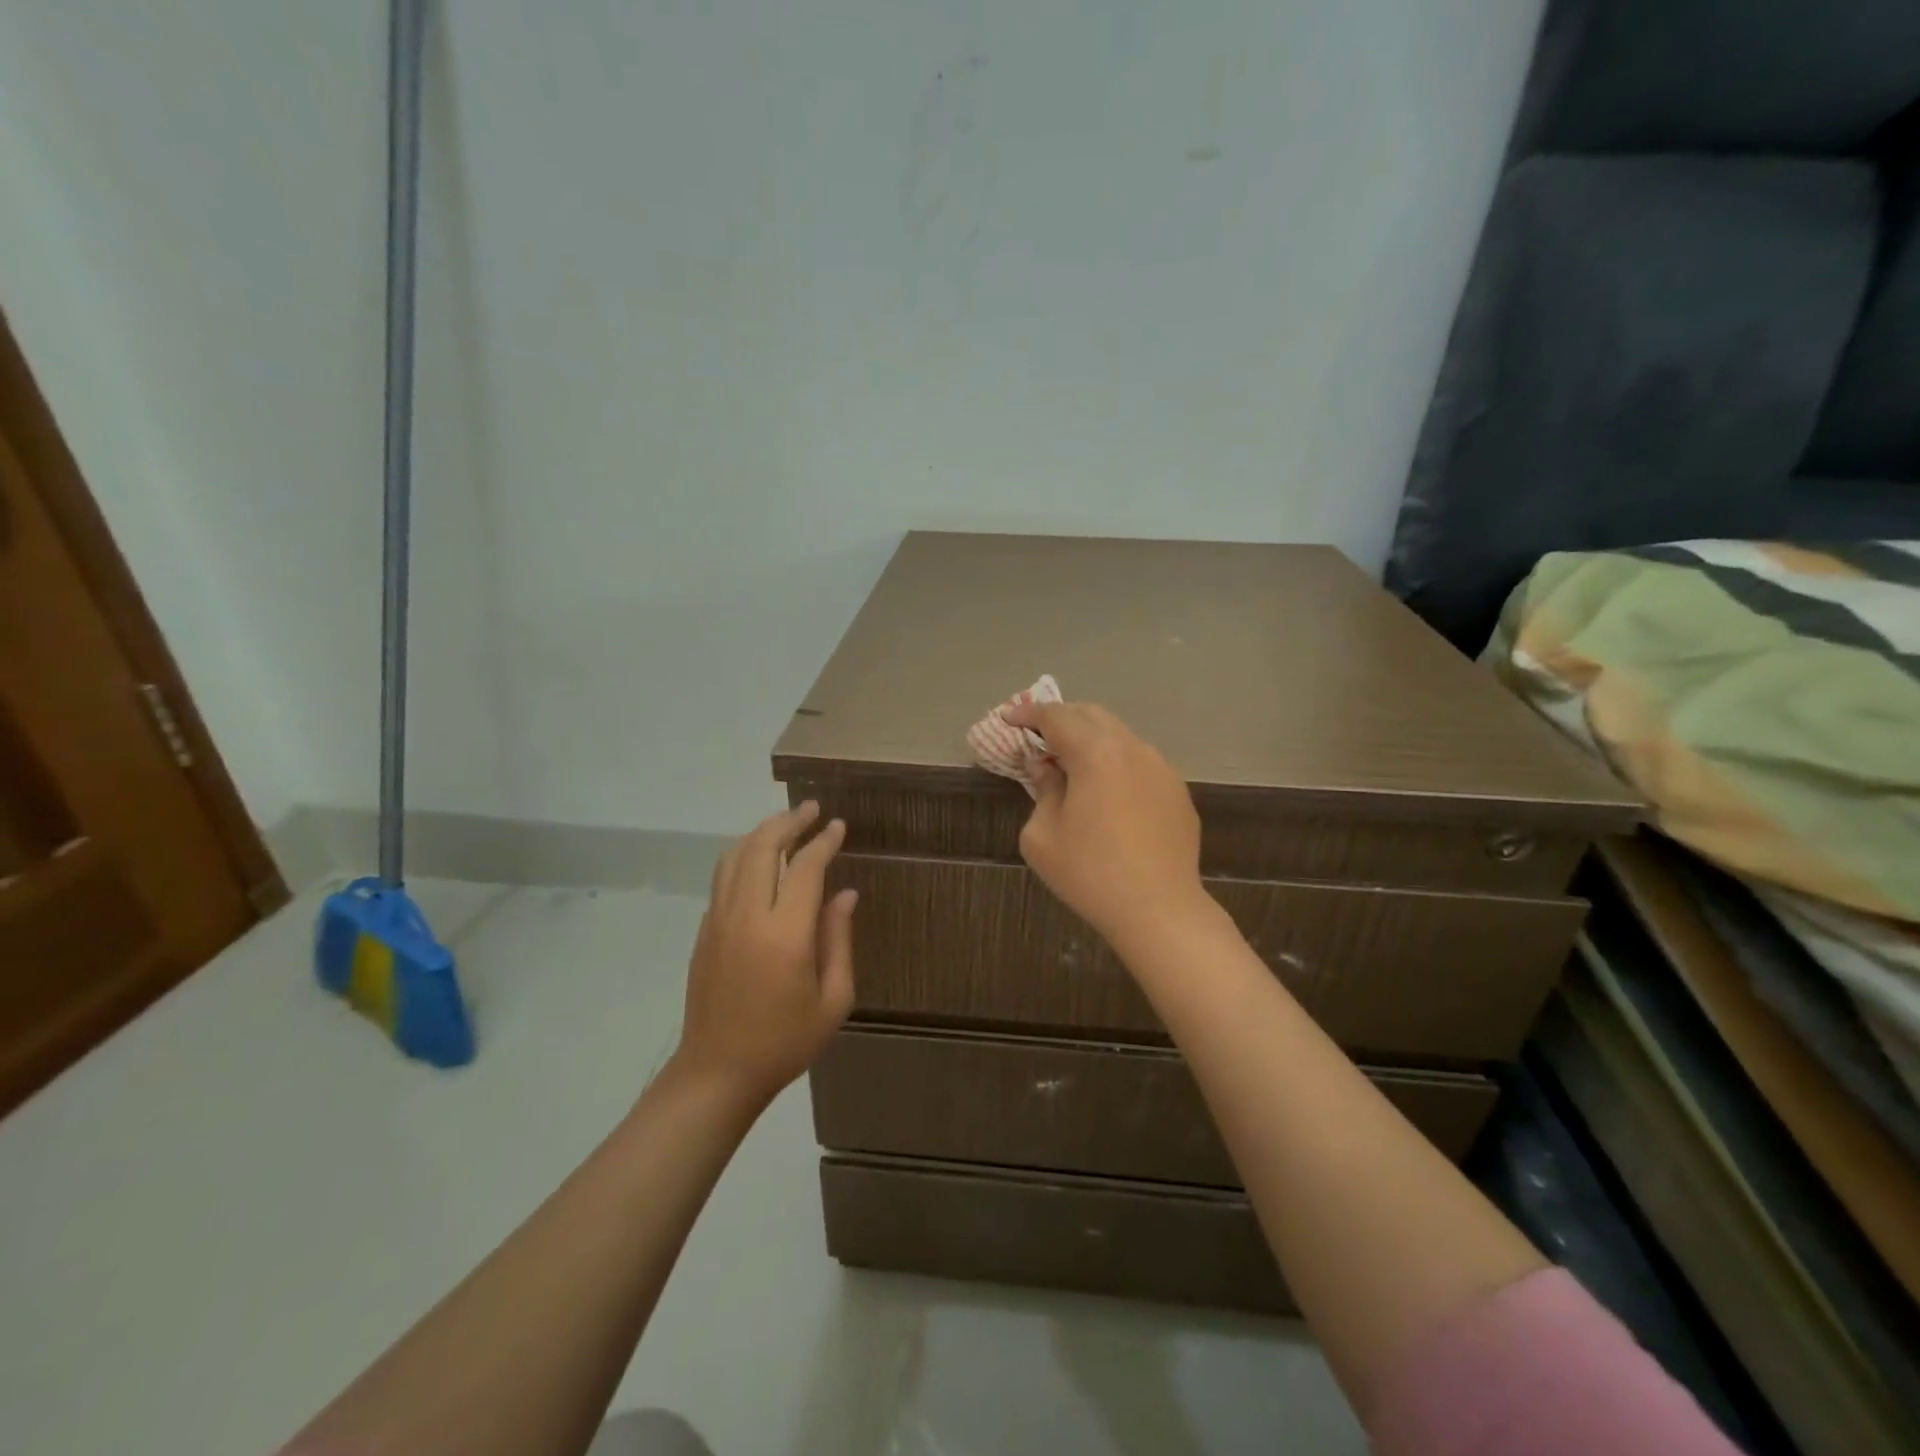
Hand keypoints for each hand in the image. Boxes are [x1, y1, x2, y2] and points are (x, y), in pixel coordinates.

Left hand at [673, 802, 857, 1105]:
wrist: (717, 1073)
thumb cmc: (784, 1041)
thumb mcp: (833, 999)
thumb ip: (839, 939)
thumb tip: (845, 895)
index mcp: (784, 934)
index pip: (805, 867)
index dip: (823, 841)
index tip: (838, 826)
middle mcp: (747, 916)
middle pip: (763, 847)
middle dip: (789, 821)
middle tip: (812, 808)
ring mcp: (719, 920)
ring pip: (736, 855)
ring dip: (762, 832)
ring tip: (787, 823)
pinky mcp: (705, 930)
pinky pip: (723, 876)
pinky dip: (743, 854)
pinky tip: (759, 857)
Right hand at [1004, 700, 1208, 949]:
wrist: (1159, 910)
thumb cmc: (1090, 873)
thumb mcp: (1043, 836)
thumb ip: (1042, 790)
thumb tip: (1046, 769)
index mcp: (1095, 753)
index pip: (1056, 717)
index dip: (1028, 714)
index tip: (1009, 718)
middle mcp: (1132, 748)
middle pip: (1091, 715)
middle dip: (1061, 719)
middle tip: (1037, 736)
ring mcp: (1161, 768)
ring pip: (1119, 736)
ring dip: (1091, 739)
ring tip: (1070, 763)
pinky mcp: (1177, 790)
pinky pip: (1139, 762)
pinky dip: (1115, 762)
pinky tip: (1106, 791)